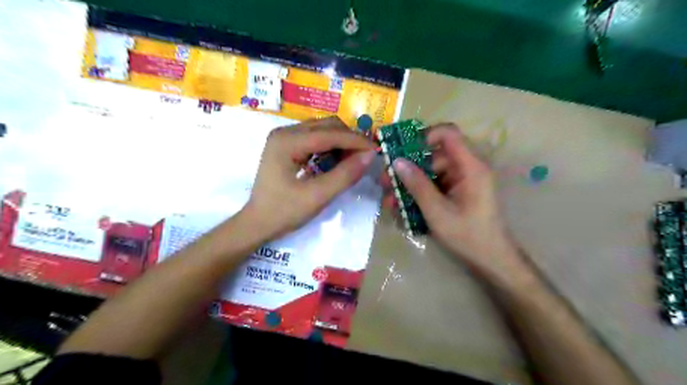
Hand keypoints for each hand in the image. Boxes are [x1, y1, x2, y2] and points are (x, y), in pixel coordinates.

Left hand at [245, 118, 374, 239]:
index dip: (356, 141)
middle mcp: (285, 132)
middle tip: (365, 157)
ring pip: (322, 129)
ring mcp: (284, 137)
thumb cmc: (284, 212)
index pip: (330, 134)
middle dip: (349, 139)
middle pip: (327, 125)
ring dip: (341, 141)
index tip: (376, 150)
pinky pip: (315, 137)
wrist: (257, 223)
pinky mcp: (286, 144)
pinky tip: (337, 160)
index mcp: (287, 142)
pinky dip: (330, 146)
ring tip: (353, 160)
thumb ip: (345, 175)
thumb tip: (370, 156)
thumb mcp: (317, 196)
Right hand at [381, 123, 521, 276]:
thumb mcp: (437, 211)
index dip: (425, 135)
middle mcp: (467, 168)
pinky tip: (402, 206)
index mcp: (470, 167)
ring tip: (390, 200)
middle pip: (433, 156)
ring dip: (410, 184)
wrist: (492, 259)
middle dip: (408, 167)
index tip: (403, 150)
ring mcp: (462, 181)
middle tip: (386, 181)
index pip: (449, 134)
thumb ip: (417, 185)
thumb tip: (396, 161)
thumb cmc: (468, 235)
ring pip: (430, 172)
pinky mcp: (457, 192)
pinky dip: (419, 193)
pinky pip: (434, 185)